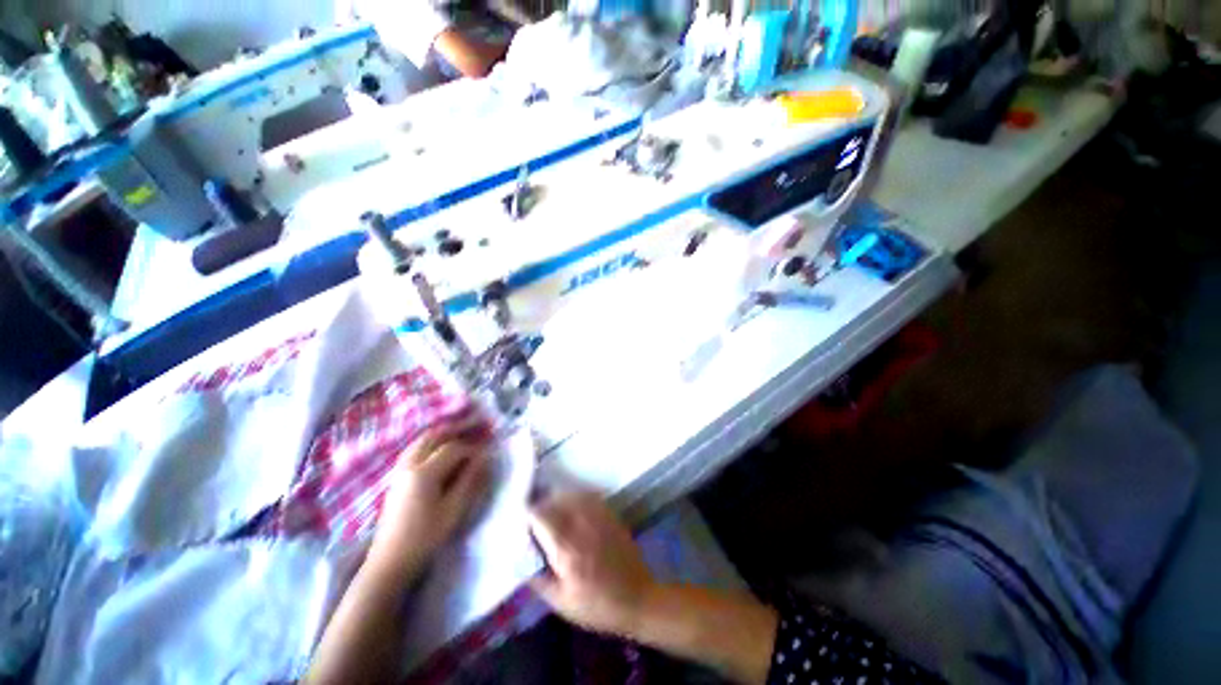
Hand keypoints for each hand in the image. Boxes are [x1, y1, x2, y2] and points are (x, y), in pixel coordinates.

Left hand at [366, 420, 491, 583]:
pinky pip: (414, 449)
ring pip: (421, 441)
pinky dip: (430, 443)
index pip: (453, 449)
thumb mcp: (453, 509)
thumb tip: (484, 457)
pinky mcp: (395, 478)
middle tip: (475, 426)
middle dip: (456, 429)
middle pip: (433, 436)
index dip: (473, 448)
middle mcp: (409, 465)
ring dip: (442, 434)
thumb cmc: (425, 537)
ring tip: (460, 433)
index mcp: (423, 473)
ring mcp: (399, 470)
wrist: (390, 561)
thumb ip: (470, 479)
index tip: (487, 452)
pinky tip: (440, 448)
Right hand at [528, 491, 656, 636]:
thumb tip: (520, 558)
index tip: (525, 528)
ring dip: (558, 501)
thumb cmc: (598, 606)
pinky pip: (587, 496)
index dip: (528, 517)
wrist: (638, 598)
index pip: (541, 514)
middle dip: (542, 508)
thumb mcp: (562, 603)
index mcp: (567, 547)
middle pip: (554, 499)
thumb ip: (538, 578)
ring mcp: (598, 515)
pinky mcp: (609, 513)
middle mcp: (581, 523)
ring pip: (570, 494)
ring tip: (554, 517)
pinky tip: (573, 512)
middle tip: (537, 525)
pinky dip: (575, 499)